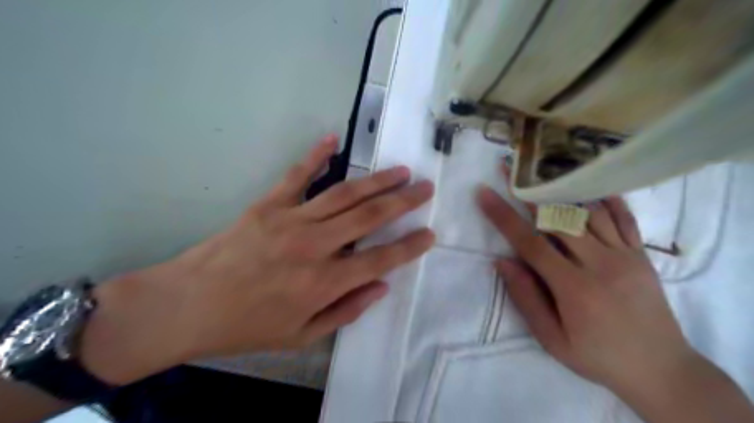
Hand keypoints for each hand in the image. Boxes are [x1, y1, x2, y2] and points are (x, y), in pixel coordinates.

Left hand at [78, 133, 436, 382]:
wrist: (187, 305)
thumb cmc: (247, 325)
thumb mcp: (301, 335)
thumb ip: (346, 311)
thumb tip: (381, 287)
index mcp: (324, 282)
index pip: (381, 259)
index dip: (409, 246)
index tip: (430, 234)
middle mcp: (315, 246)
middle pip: (370, 217)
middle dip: (404, 201)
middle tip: (426, 188)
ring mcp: (291, 219)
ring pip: (345, 193)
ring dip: (377, 180)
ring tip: (401, 170)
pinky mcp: (268, 204)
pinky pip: (297, 174)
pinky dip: (316, 155)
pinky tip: (333, 138)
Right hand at [476, 186, 688, 390]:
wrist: (661, 369)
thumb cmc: (597, 357)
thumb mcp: (552, 340)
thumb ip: (526, 298)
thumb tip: (502, 261)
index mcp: (573, 287)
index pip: (530, 242)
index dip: (503, 216)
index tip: (484, 194)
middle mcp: (600, 263)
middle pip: (558, 217)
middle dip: (528, 191)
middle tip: (509, 168)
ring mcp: (625, 255)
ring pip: (588, 211)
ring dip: (561, 189)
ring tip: (541, 170)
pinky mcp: (642, 254)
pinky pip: (624, 218)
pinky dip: (605, 198)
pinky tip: (589, 185)